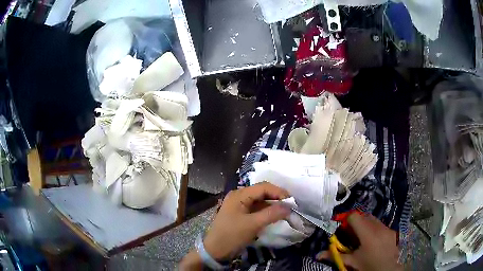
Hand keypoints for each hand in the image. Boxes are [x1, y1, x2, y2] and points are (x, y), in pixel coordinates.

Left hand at [203, 182, 290, 259]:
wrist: (215, 250)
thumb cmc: (232, 235)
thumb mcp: (253, 225)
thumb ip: (271, 214)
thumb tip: (289, 207)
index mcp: (239, 195)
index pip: (263, 187)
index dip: (279, 192)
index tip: (292, 201)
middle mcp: (239, 196)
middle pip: (262, 193)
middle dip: (277, 198)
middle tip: (290, 207)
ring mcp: (239, 205)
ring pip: (260, 201)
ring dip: (273, 206)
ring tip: (285, 212)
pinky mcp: (241, 214)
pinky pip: (257, 209)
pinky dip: (266, 212)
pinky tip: (275, 217)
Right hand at [317, 213, 402, 270]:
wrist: (387, 269)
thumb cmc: (367, 266)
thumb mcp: (351, 262)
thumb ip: (335, 256)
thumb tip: (317, 255)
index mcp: (367, 234)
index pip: (354, 216)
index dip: (347, 220)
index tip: (343, 228)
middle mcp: (378, 227)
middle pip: (364, 215)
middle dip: (356, 222)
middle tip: (351, 234)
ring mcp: (387, 228)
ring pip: (373, 219)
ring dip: (366, 224)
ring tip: (362, 237)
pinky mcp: (392, 231)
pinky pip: (381, 225)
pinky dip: (375, 228)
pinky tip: (374, 240)